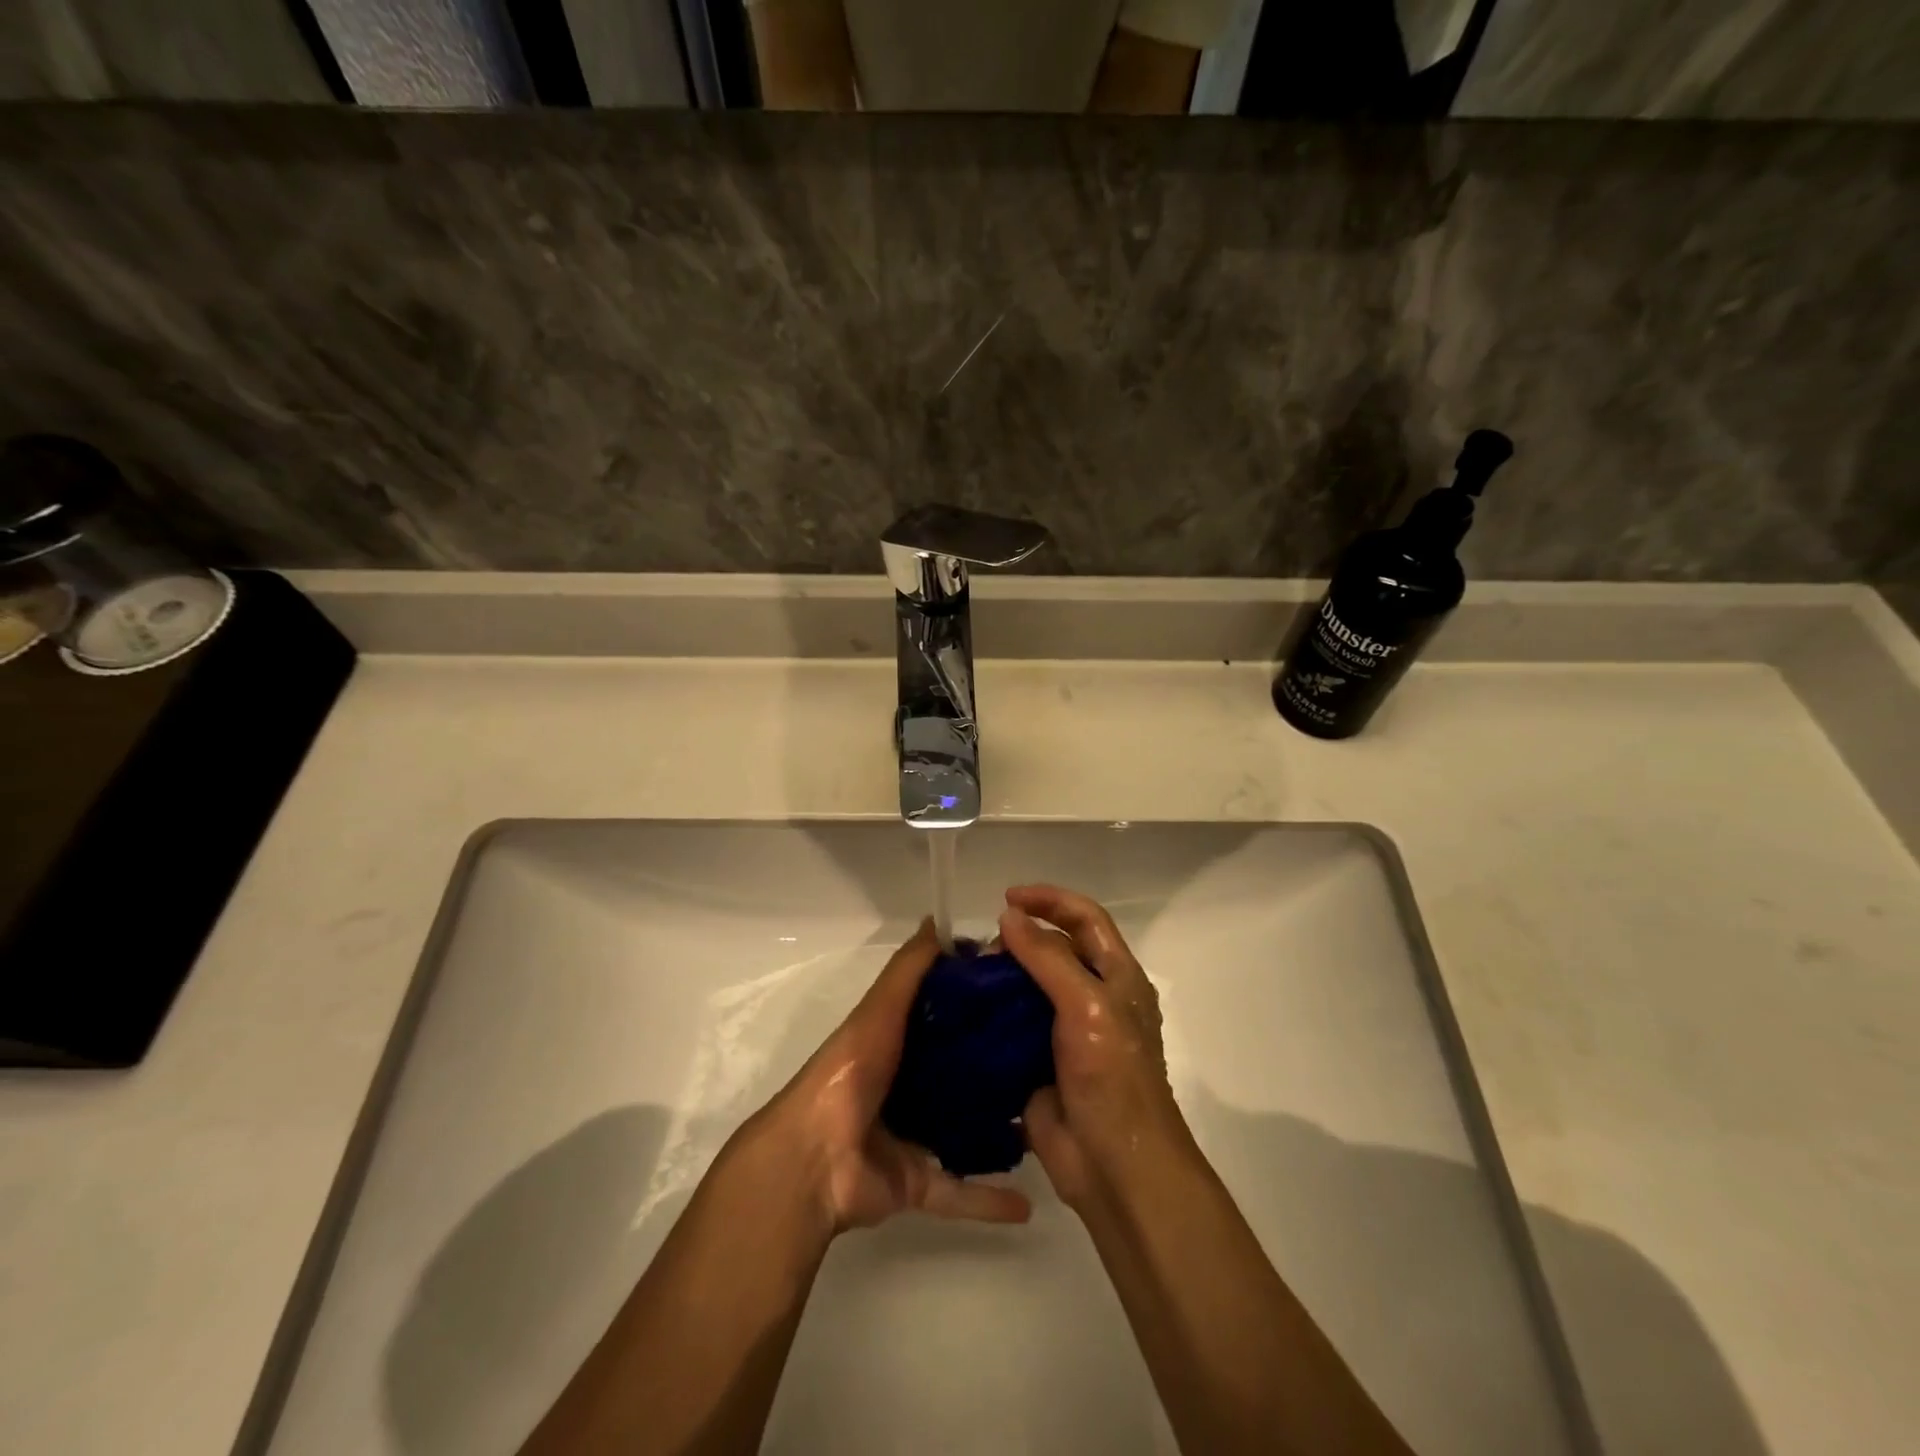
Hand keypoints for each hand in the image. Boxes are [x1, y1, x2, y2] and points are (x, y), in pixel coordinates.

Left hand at [752, 919, 1031, 1233]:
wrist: (814, 1160)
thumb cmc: (851, 1073)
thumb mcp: (880, 1010)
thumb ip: (909, 968)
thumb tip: (937, 920)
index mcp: (897, 1042)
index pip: (946, 1016)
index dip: (982, 1004)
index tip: (1026, 995)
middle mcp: (906, 1085)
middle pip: (961, 1071)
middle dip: (999, 1066)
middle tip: (1052, 1059)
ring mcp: (911, 1137)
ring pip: (965, 1130)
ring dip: (1000, 1130)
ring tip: (1048, 1123)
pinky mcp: (916, 1183)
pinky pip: (959, 1191)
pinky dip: (988, 1199)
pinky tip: (1029, 1203)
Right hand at [999, 886, 1197, 1209]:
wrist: (1112, 1166)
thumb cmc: (1112, 1076)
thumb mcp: (1086, 1005)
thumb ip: (1047, 957)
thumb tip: (1009, 916)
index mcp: (1117, 977)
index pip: (1085, 918)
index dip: (1050, 900)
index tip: (1007, 897)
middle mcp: (1093, 997)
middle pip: (1055, 949)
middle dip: (1020, 939)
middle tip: (983, 947)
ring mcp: (1065, 1031)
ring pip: (1029, 987)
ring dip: (1001, 977)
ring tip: (967, 976)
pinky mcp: (1039, 1061)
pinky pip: (1011, 1026)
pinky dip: (990, 1014)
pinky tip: (962, 1010)